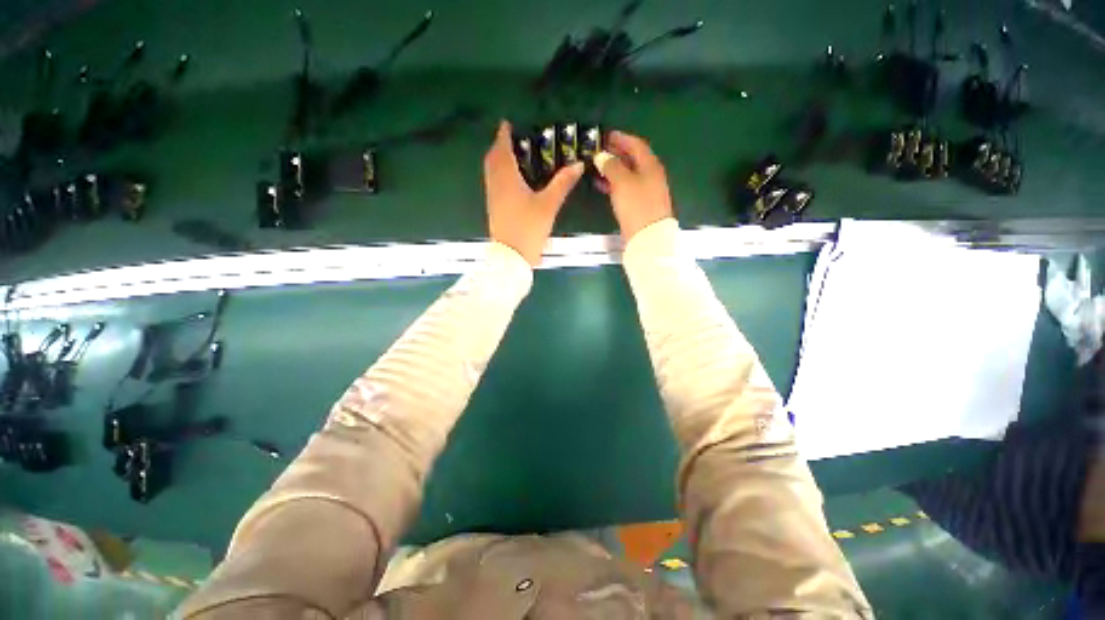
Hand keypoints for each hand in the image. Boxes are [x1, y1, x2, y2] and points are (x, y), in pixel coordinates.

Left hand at [483, 120, 584, 266]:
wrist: (511, 256)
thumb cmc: (529, 228)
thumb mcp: (548, 205)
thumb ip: (562, 183)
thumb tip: (578, 164)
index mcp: (506, 178)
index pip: (502, 148)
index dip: (504, 134)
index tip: (508, 123)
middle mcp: (495, 184)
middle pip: (493, 158)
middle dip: (500, 146)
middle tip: (512, 139)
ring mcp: (493, 197)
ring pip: (491, 171)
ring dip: (498, 159)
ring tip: (513, 156)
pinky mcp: (494, 208)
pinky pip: (493, 183)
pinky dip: (499, 173)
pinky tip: (512, 180)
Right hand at [594, 131, 674, 242]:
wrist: (648, 236)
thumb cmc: (636, 204)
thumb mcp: (622, 182)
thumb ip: (611, 166)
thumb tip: (601, 156)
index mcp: (650, 165)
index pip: (636, 145)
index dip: (621, 138)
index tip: (606, 136)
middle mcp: (651, 175)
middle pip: (633, 159)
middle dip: (616, 154)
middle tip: (598, 151)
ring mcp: (646, 191)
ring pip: (628, 175)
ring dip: (613, 170)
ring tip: (596, 168)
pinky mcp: (640, 205)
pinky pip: (626, 188)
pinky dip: (614, 184)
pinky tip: (602, 185)